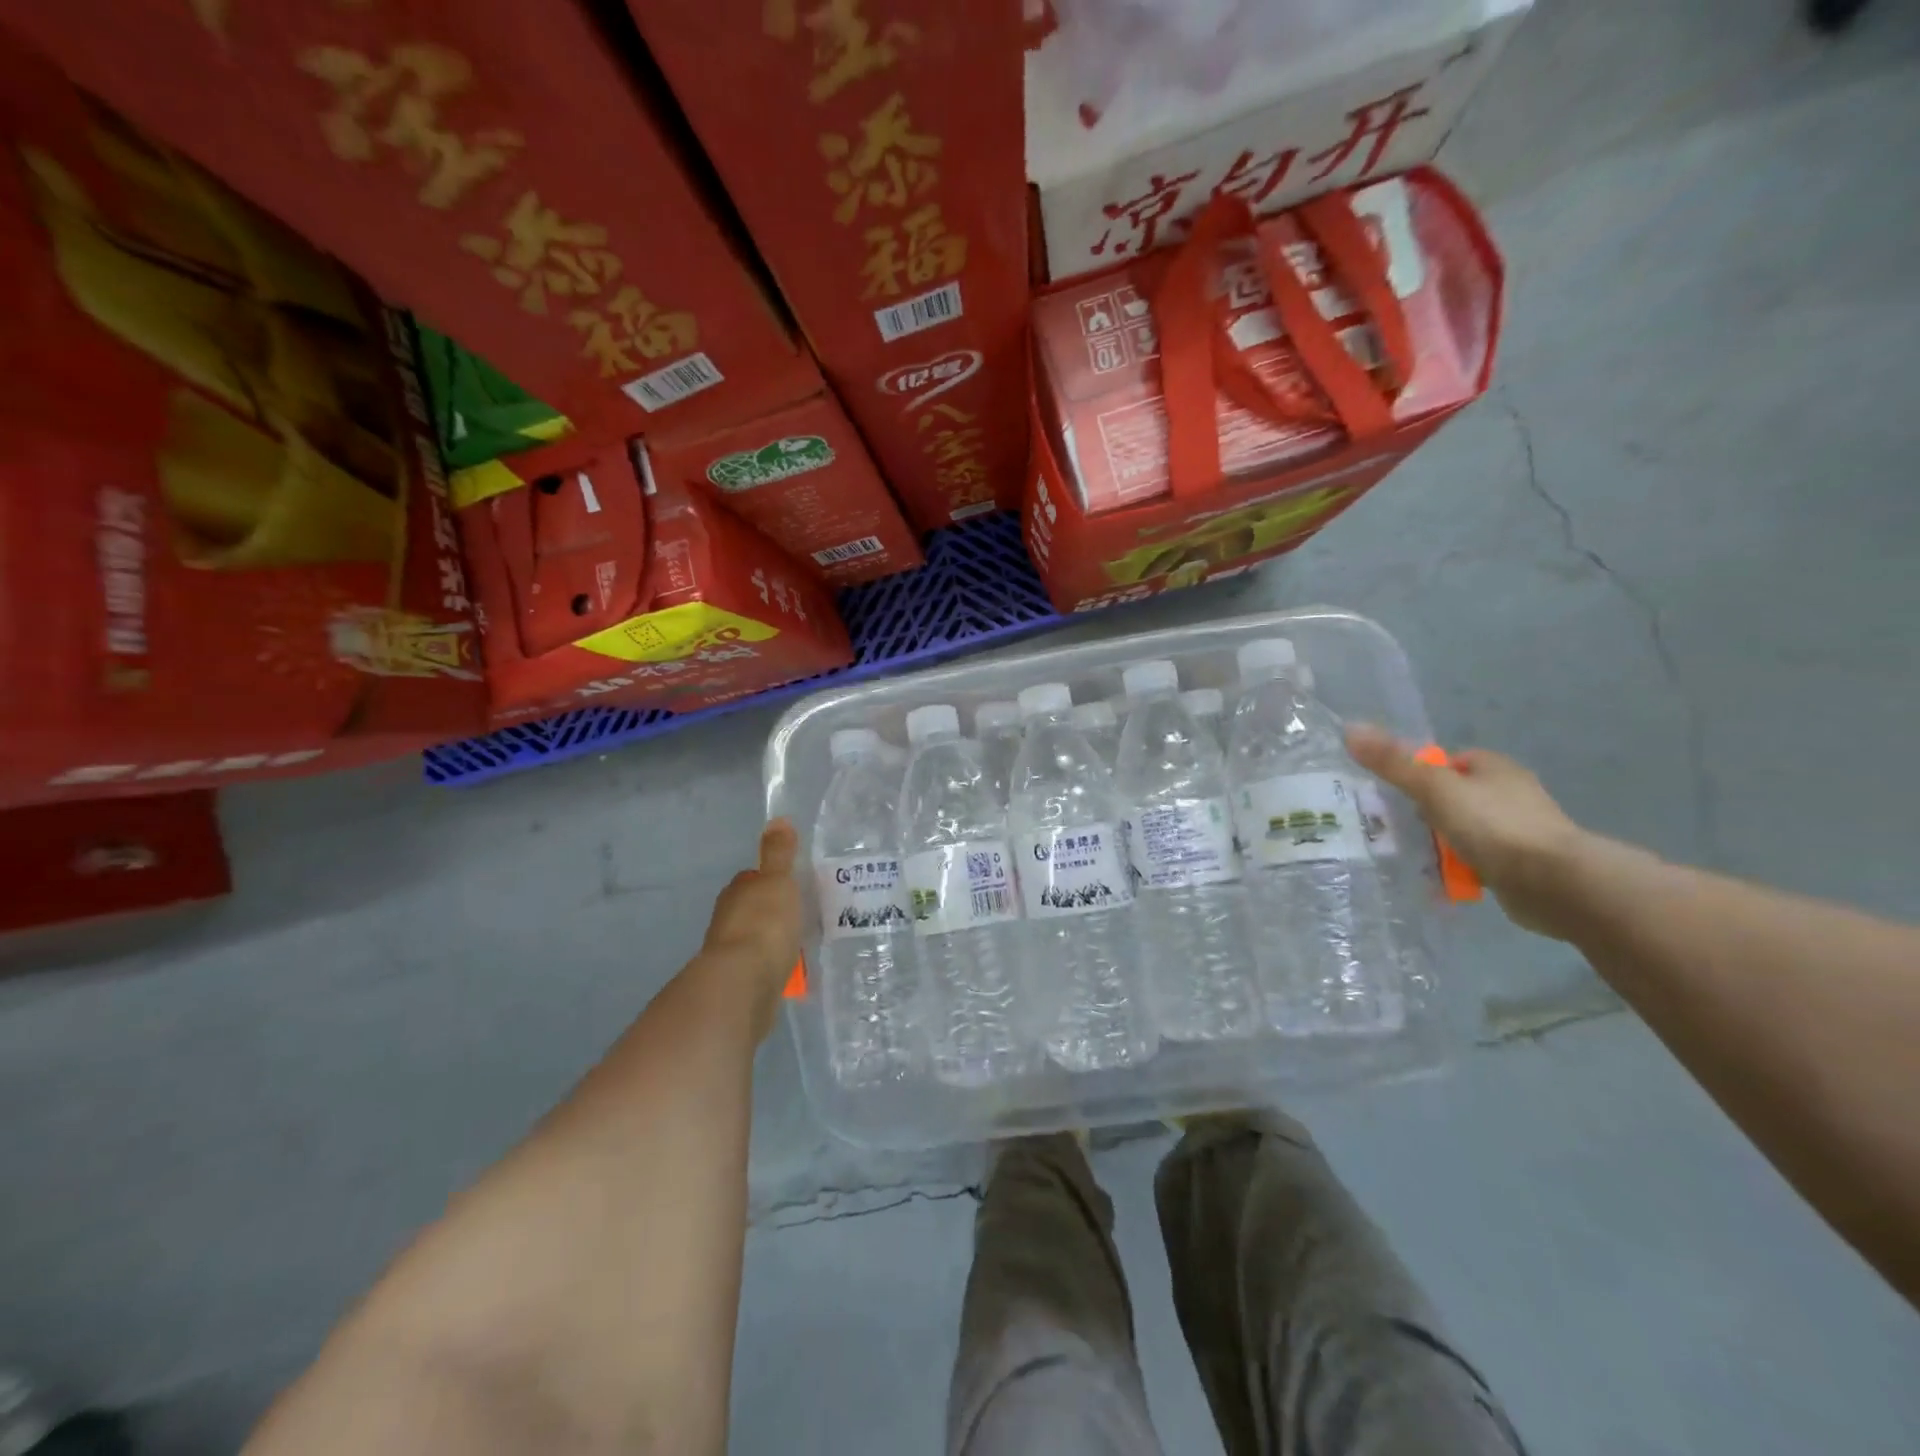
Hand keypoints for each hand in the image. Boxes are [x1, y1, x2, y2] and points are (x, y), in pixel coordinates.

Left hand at [698, 819, 803, 1038]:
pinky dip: (772, 966)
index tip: (788, 885)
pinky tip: (789, 970)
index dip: (768, 881)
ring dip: (770, 941)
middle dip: (770, 912)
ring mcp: (731, 953)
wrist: (744, 983)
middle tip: (799, 914)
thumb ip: (779, 854)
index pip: (750, 880)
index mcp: (736, 893)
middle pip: (751, 910)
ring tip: (799, 943)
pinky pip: (760, 967)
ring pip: (754, 939)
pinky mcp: (740, 983)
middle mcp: (727, 920)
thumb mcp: (778, 881)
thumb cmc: (764, 924)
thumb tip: (778, 819)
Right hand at [1345, 724, 1589, 939]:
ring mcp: (1517, 831)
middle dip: (1423, 814)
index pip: (1448, 762)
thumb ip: (1393, 762)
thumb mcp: (1434, 788)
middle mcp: (1509, 794)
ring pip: (1462, 832)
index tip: (1394, 795)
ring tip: (1411, 858)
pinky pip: (1477, 862)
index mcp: (1494, 768)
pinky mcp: (1521, 865)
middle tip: (1393, 829)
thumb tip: (1350, 728)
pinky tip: (1439, 882)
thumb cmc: (1494, 825)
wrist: (1554, 883)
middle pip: (1451, 798)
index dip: (1419, 775)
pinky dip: (1458, 871)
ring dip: (1439, 845)